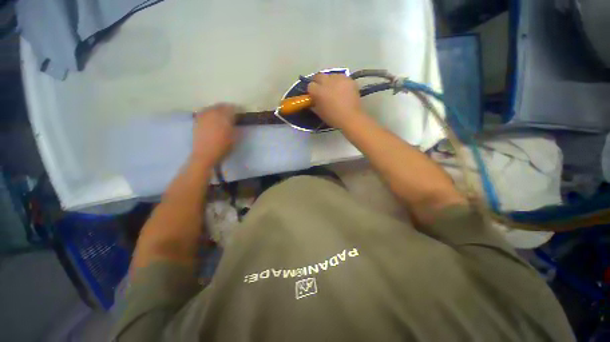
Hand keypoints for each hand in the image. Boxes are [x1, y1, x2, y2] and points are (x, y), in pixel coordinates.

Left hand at [191, 103, 236, 165]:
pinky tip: (211, 118)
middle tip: (231, 113)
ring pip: (211, 108)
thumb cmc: (223, 147)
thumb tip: (235, 119)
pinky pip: (204, 112)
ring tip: (221, 115)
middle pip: (220, 106)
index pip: (231, 108)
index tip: (240, 113)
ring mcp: (203, 116)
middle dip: (226, 108)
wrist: (205, 155)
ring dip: (217, 109)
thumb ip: (234, 126)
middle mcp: (212, 114)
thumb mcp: (234, 138)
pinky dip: (209, 113)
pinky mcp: (197, 120)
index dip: (236, 110)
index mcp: (223, 117)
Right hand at [307, 73, 364, 128]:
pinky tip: (342, 89)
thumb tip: (313, 100)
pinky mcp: (349, 79)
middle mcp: (327, 82)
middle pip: (319, 76)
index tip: (314, 95)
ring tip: (334, 89)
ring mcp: (339, 79)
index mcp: (318, 91)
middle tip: (322, 90)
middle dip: (319, 82)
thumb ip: (314, 104)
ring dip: (330, 81)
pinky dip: (340, 82)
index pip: (310, 85)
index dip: (312, 90)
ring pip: (331, 75)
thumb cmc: (333, 118)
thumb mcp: (319, 113)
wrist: (351, 118)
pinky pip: (341, 77)